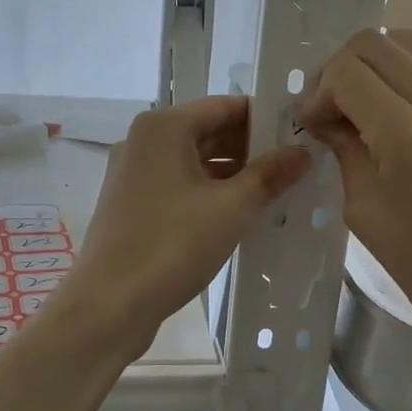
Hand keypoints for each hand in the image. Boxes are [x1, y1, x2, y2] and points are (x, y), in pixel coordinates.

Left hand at [64, 97, 309, 357]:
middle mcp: (144, 141)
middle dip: (252, 149)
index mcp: (164, 127)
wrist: (108, 304)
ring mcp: (134, 173)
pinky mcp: (132, 204)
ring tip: (276, 192)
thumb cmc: (171, 246)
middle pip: (209, 131)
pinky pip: (180, 185)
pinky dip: (210, 193)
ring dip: (234, 174)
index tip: (302, 136)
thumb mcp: (231, 208)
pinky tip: (240, 214)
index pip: (225, 106)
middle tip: (296, 168)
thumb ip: (269, 175)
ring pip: (195, 161)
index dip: (266, 119)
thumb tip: (303, 152)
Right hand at [298, 29, 411, 361]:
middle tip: (331, 112)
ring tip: (359, 111)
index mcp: (406, 133)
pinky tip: (388, 119)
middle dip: (340, 70)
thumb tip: (325, 118)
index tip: (313, 127)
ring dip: (372, 67)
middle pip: (375, 41)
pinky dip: (399, 78)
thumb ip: (344, 150)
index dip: (319, 92)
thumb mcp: (365, 210)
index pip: (347, 71)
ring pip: (406, 44)